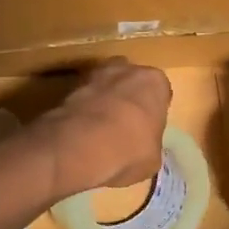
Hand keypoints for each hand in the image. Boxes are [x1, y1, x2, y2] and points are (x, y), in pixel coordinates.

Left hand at [35, 59, 171, 198]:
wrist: (80, 146)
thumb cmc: (130, 150)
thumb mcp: (153, 158)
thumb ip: (150, 143)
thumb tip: (143, 148)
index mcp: (154, 82)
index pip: (160, 92)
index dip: (154, 111)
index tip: (148, 128)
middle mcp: (126, 70)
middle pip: (130, 82)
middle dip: (128, 99)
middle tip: (125, 126)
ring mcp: (94, 75)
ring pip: (104, 87)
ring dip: (103, 103)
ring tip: (100, 132)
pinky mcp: (68, 88)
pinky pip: (83, 100)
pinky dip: (83, 112)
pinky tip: (82, 134)